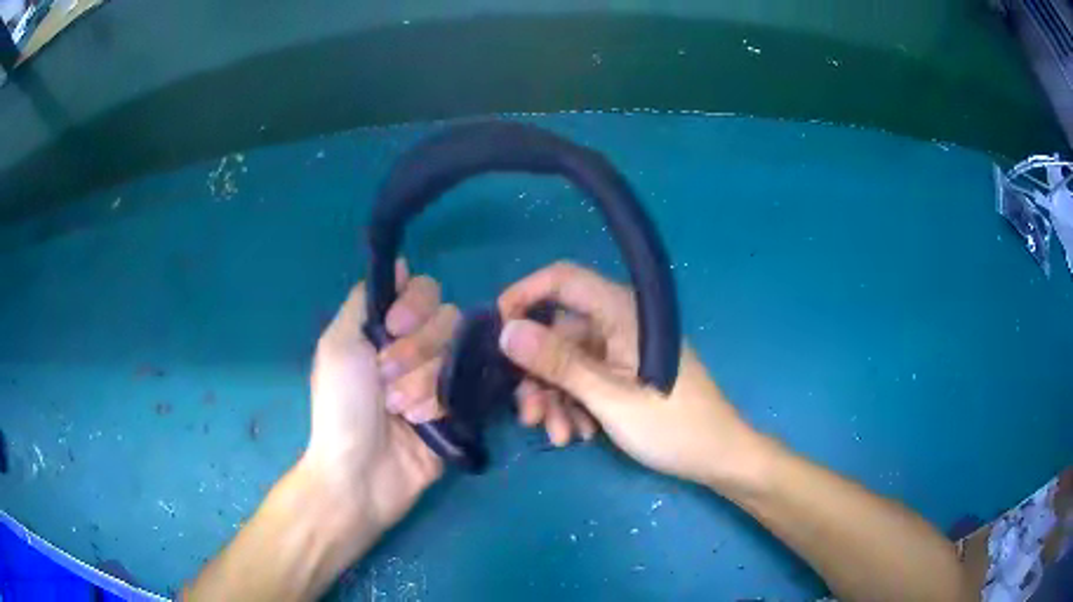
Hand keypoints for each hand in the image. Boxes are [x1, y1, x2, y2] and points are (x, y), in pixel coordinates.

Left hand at [304, 262, 458, 531]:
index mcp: (387, 328)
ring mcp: (440, 377)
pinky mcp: (458, 407)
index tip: (395, 326)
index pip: (424, 291)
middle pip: (447, 319)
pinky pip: (469, 387)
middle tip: (385, 380)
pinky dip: (440, 404)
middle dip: (414, 352)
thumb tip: (399, 264)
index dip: (416, 304)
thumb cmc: (340, 407)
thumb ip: (363, 299)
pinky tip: (421, 422)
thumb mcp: (337, 344)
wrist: (361, 472)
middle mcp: (417, 347)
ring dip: (423, 383)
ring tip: (399, 410)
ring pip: (458, 354)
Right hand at [497, 261, 764, 487]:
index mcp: (622, 311)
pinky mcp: (626, 374)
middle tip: (527, 414)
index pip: (561, 280)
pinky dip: (575, 405)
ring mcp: (623, 350)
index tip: (494, 335)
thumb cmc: (671, 425)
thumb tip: (505, 331)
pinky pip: (586, 380)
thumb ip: (557, 362)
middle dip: (538, 374)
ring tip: (557, 435)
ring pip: (568, 363)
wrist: (717, 456)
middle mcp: (620, 322)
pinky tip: (578, 435)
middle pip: (559, 332)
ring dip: (555, 398)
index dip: (523, 297)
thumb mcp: (608, 397)